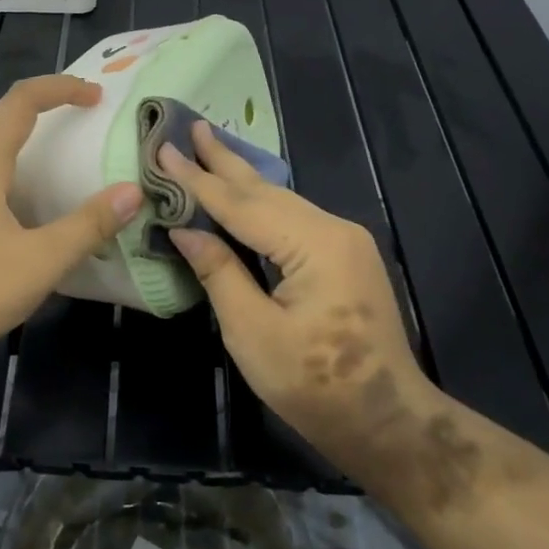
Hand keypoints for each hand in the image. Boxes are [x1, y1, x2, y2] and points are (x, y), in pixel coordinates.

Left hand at [0, 75, 141, 360]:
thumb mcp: (42, 260)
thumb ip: (89, 225)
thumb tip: (132, 192)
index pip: (19, 103)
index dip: (59, 89)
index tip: (95, 97)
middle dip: (34, 110)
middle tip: (70, 125)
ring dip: (14, 140)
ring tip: (49, 163)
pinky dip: (2, 171)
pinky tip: (21, 208)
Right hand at [159, 123, 450, 491]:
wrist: (386, 422)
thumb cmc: (314, 386)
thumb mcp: (252, 332)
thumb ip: (219, 272)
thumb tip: (184, 229)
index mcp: (314, 244)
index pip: (241, 204)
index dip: (197, 179)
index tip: (163, 148)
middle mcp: (334, 229)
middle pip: (265, 191)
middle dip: (223, 161)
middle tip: (191, 126)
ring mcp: (344, 241)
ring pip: (281, 202)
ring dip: (241, 178)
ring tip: (209, 148)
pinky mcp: (344, 257)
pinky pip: (293, 219)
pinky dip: (259, 204)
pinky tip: (243, 192)